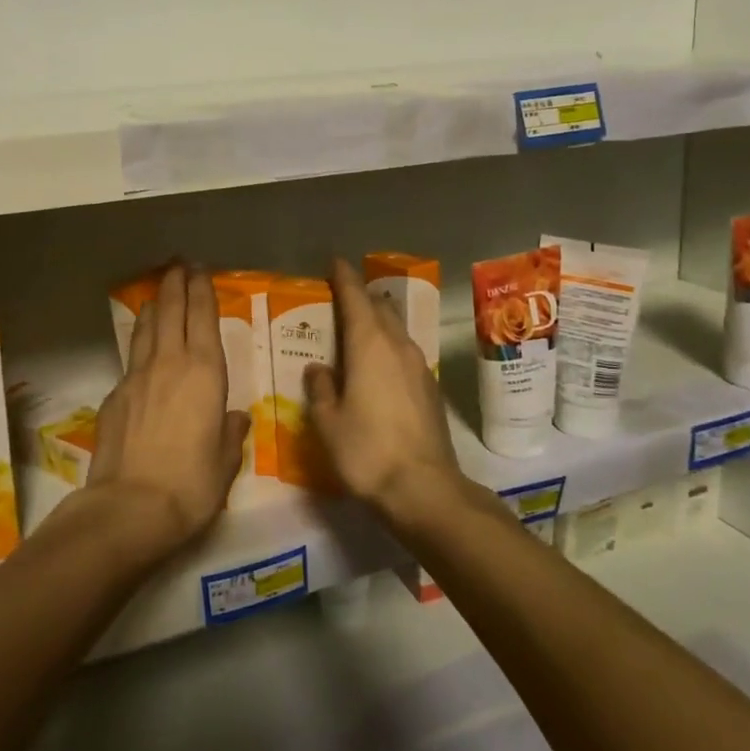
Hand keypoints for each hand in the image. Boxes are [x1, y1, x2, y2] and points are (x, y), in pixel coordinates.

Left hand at [86, 264, 250, 558]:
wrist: (130, 507)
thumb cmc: (191, 484)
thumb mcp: (225, 462)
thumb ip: (230, 433)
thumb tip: (232, 419)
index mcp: (205, 373)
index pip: (203, 317)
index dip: (201, 290)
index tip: (199, 270)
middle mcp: (170, 363)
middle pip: (170, 311)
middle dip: (175, 284)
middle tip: (177, 265)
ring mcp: (137, 377)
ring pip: (145, 329)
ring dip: (153, 307)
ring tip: (156, 295)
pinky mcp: (114, 395)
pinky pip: (130, 360)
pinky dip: (138, 346)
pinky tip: (140, 355)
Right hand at [305, 258, 460, 526]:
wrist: (425, 488)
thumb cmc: (367, 451)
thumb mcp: (329, 422)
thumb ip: (320, 389)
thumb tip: (319, 370)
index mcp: (369, 345)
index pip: (356, 297)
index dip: (344, 277)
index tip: (334, 262)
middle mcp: (397, 345)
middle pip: (379, 307)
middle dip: (361, 297)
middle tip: (339, 300)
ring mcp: (419, 365)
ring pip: (395, 329)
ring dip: (376, 322)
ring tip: (355, 332)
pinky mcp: (430, 386)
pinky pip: (404, 351)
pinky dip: (387, 346)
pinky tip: (376, 366)